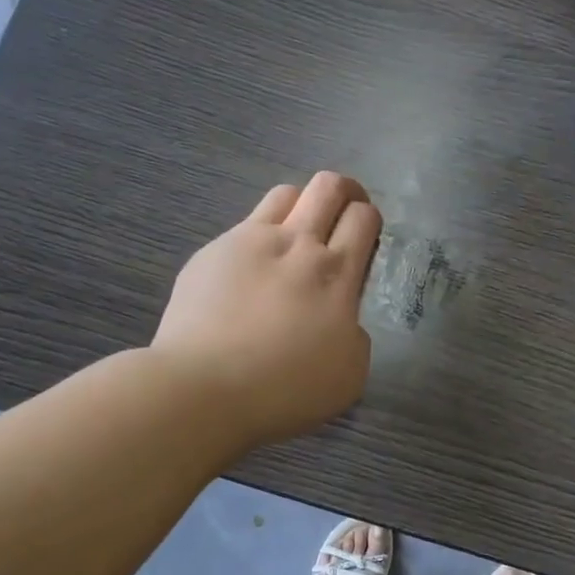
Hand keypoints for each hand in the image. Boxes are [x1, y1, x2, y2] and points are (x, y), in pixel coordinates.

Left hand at [151, 172, 381, 451]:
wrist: (203, 387)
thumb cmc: (285, 388)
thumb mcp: (350, 373)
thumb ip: (355, 333)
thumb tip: (342, 318)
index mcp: (336, 273)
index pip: (363, 218)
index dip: (370, 220)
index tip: (366, 240)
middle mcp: (296, 244)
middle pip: (328, 187)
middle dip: (346, 192)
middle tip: (346, 213)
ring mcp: (249, 241)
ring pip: (285, 194)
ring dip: (302, 205)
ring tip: (299, 234)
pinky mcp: (211, 252)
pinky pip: (244, 226)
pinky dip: (259, 237)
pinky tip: (251, 272)